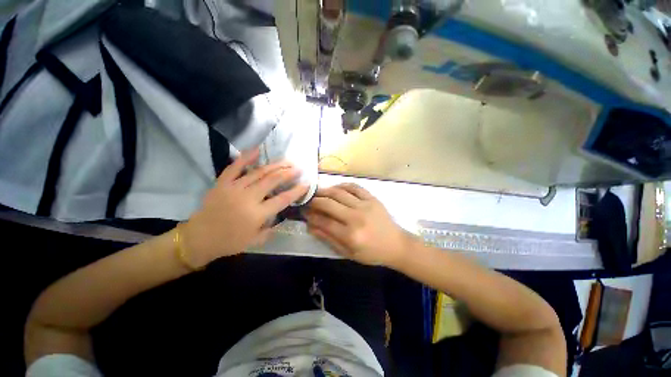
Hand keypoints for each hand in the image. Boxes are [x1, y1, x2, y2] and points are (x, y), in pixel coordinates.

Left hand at [182, 149, 307, 266]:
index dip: (296, 191)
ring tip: (286, 161)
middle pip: (272, 181)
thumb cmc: (229, 242)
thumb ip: (271, 229)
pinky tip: (257, 150)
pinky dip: (246, 157)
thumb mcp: (255, 241)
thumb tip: (281, 216)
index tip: (306, 184)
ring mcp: (234, 188)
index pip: (282, 199)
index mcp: (257, 214)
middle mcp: (248, 198)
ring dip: (275, 165)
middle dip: (288, 173)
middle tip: (298, 168)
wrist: (198, 238)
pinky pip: (235, 167)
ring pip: (258, 172)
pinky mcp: (222, 183)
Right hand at [305, 183, 413, 266]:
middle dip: (314, 200)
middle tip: (307, 200)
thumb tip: (310, 226)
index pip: (323, 221)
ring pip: (339, 192)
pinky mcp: (372, 198)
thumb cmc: (371, 253)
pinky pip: (354, 187)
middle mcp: (356, 217)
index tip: (303, 211)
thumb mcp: (348, 253)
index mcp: (350, 235)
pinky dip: (342, 185)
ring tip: (318, 192)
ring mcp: (365, 205)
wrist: (396, 245)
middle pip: (329, 204)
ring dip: (325, 191)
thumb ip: (328, 239)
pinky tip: (336, 188)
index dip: (310, 215)